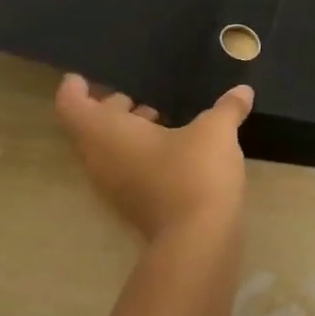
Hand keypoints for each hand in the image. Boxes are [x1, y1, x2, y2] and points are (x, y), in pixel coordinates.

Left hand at [53, 74, 253, 241]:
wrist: (198, 240)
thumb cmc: (194, 172)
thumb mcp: (216, 130)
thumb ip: (227, 106)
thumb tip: (243, 90)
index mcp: (107, 134)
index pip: (71, 106)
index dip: (75, 88)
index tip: (85, 76)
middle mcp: (101, 159)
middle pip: (89, 127)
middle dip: (109, 107)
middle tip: (137, 92)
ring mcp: (114, 186)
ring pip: (107, 150)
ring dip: (127, 131)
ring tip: (160, 115)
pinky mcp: (133, 204)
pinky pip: (124, 168)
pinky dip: (138, 152)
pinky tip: (175, 146)